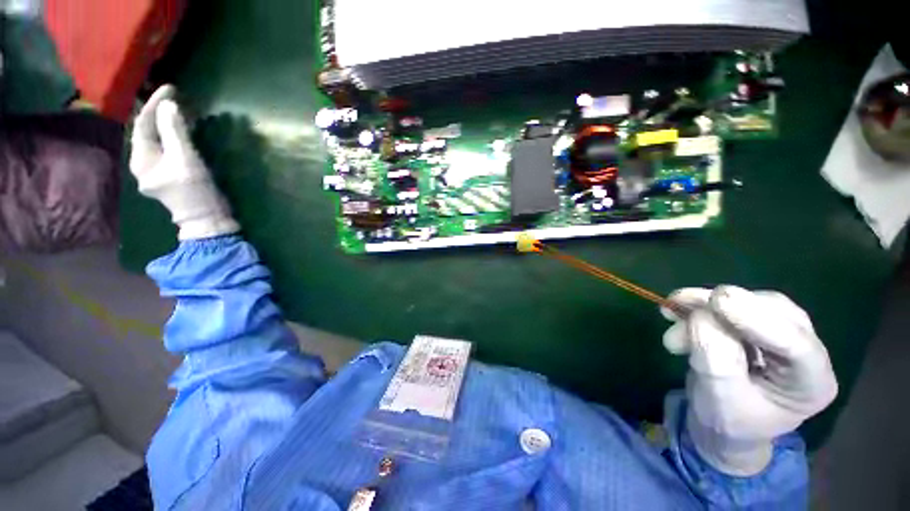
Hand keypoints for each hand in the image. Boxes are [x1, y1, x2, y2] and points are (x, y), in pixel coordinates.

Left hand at [129, 85, 238, 239]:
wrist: (208, 218)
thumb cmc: (194, 192)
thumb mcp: (186, 160)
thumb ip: (175, 132)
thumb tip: (169, 104)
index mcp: (141, 159)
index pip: (143, 124)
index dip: (155, 104)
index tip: (171, 88)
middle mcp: (143, 162)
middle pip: (148, 131)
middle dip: (160, 112)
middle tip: (176, 96)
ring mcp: (156, 168)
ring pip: (158, 138)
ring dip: (167, 122)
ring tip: (180, 108)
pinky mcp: (169, 172)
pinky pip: (167, 146)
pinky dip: (174, 134)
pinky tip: (183, 128)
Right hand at [662, 286, 837, 475]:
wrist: (720, 422)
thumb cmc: (726, 420)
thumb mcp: (718, 398)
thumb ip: (715, 358)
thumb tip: (702, 316)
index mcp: (811, 384)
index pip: (796, 344)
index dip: (757, 319)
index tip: (716, 301)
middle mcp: (807, 353)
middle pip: (776, 313)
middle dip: (725, 307)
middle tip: (679, 303)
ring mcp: (785, 334)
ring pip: (753, 302)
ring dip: (707, 304)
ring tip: (671, 311)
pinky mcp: (760, 324)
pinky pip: (734, 303)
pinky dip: (702, 303)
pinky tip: (677, 309)